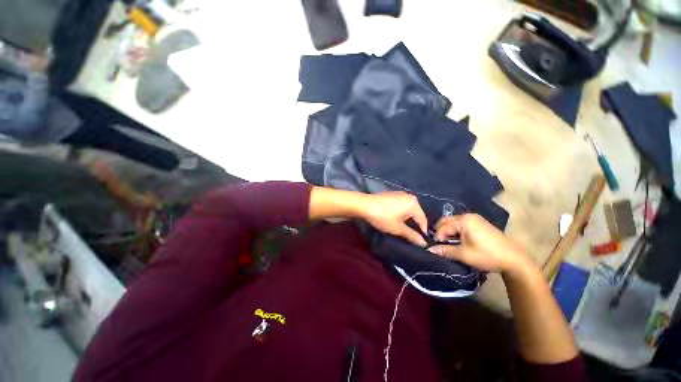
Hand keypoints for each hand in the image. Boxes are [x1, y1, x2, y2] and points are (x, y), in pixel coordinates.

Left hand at [360, 192, 427, 245]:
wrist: (364, 205)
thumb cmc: (383, 217)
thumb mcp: (398, 229)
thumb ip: (412, 235)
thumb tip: (423, 243)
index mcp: (414, 203)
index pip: (423, 220)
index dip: (422, 232)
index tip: (419, 242)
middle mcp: (409, 196)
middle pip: (416, 214)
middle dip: (414, 225)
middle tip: (409, 236)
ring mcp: (400, 194)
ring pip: (408, 210)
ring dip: (406, 220)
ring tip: (401, 229)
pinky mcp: (392, 195)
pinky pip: (401, 206)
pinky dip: (400, 213)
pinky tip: (394, 219)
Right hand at [428, 214, 532, 274]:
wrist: (514, 260)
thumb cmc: (487, 255)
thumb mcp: (464, 254)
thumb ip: (445, 250)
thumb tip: (430, 250)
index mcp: (464, 220)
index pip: (443, 227)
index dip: (437, 237)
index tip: (435, 247)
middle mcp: (468, 216)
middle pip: (447, 221)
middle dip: (441, 232)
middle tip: (439, 244)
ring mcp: (475, 218)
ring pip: (454, 222)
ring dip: (448, 231)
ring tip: (447, 243)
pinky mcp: (480, 223)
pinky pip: (461, 224)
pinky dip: (456, 231)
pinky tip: (457, 240)